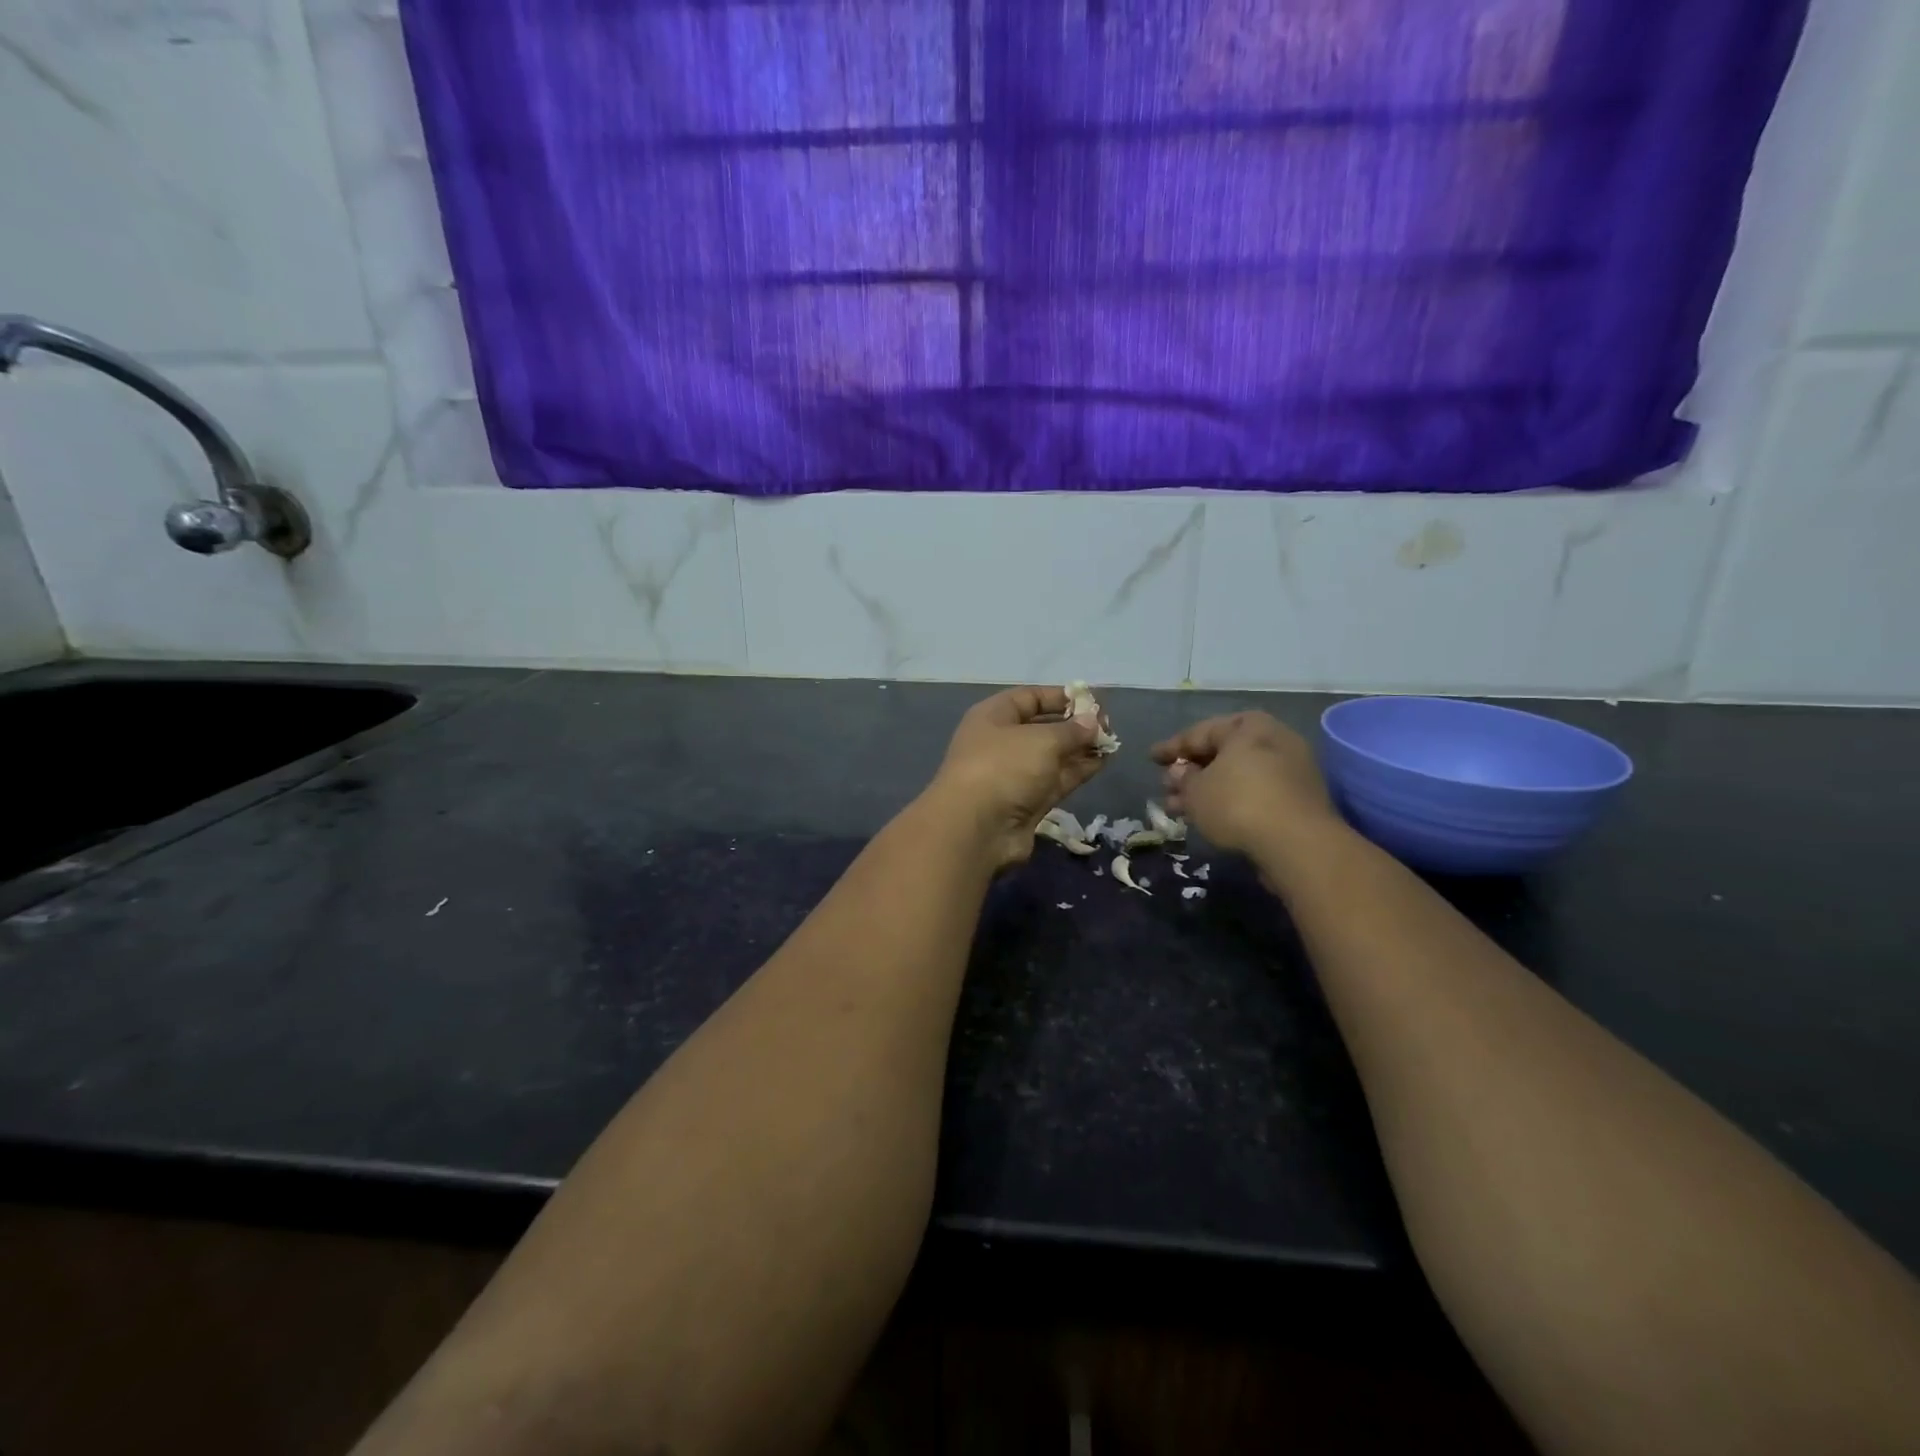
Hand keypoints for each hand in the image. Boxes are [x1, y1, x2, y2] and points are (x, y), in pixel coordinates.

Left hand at [924, 686, 1108, 870]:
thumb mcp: (1042, 739)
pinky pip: (1056, 779)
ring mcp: (1014, 774)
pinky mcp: (1027, 802)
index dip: (1060, 697)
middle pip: (1042, 727)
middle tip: (1108, 725)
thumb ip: (1072, 730)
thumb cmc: (1004, 767)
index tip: (1091, 701)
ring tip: (1111, 742)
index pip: (1029, 698)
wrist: (977, 828)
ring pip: (1052, 755)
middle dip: (1074, 725)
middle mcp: (1002, 742)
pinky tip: (1102, 762)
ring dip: (1080, 748)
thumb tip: (1093, 721)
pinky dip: (1078, 770)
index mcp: (993, 717)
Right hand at [1150, 712, 1341, 861]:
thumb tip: (1180, 772)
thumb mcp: (1196, 791)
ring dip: (1207, 790)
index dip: (1172, 748)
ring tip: (1179, 810)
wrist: (1298, 843)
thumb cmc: (1238, 803)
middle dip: (1190, 772)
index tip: (1151, 758)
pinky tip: (1209, 818)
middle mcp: (1273, 739)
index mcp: (1248, 726)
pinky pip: (1255, 792)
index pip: (1200, 732)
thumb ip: (1183, 778)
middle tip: (1166, 788)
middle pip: (1221, 753)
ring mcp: (1291, 768)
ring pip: (1237, 775)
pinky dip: (1230, 800)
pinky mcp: (1299, 798)